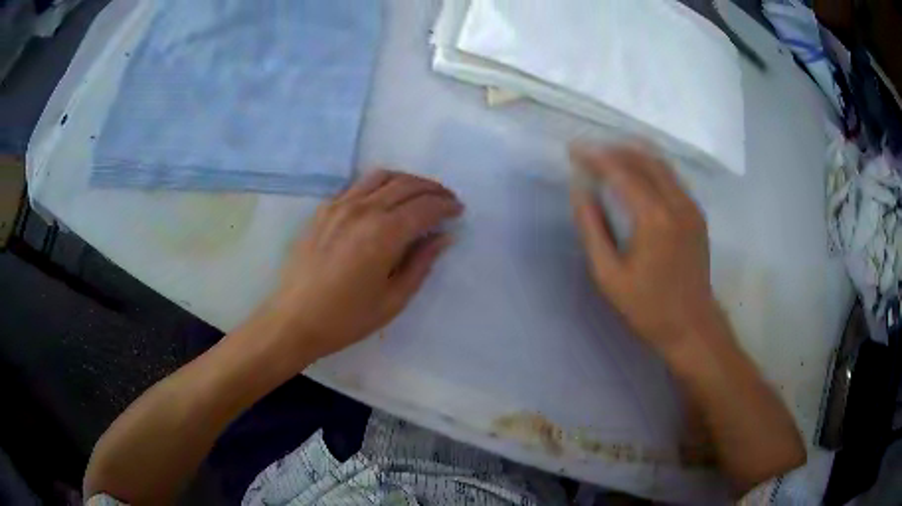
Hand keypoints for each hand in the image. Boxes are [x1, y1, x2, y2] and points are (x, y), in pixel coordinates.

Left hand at [256, 170, 462, 361]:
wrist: (294, 319)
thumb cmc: (347, 318)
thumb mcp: (393, 300)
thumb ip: (421, 264)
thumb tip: (443, 237)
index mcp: (384, 234)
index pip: (425, 206)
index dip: (446, 205)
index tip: (458, 211)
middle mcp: (363, 209)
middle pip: (407, 185)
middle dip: (432, 189)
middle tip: (446, 200)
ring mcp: (340, 205)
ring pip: (382, 177)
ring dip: (407, 180)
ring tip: (419, 194)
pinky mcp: (324, 209)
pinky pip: (358, 185)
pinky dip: (379, 184)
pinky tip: (384, 199)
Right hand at [570, 144, 721, 358]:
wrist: (691, 325)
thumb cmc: (647, 307)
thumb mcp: (609, 275)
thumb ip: (592, 229)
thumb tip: (579, 191)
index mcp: (654, 219)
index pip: (622, 172)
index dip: (596, 157)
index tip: (574, 149)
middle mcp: (677, 204)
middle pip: (644, 159)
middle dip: (614, 149)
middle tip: (590, 152)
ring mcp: (691, 207)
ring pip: (661, 164)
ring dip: (633, 155)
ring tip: (608, 157)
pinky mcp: (697, 214)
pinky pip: (672, 178)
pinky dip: (650, 167)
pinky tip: (636, 175)